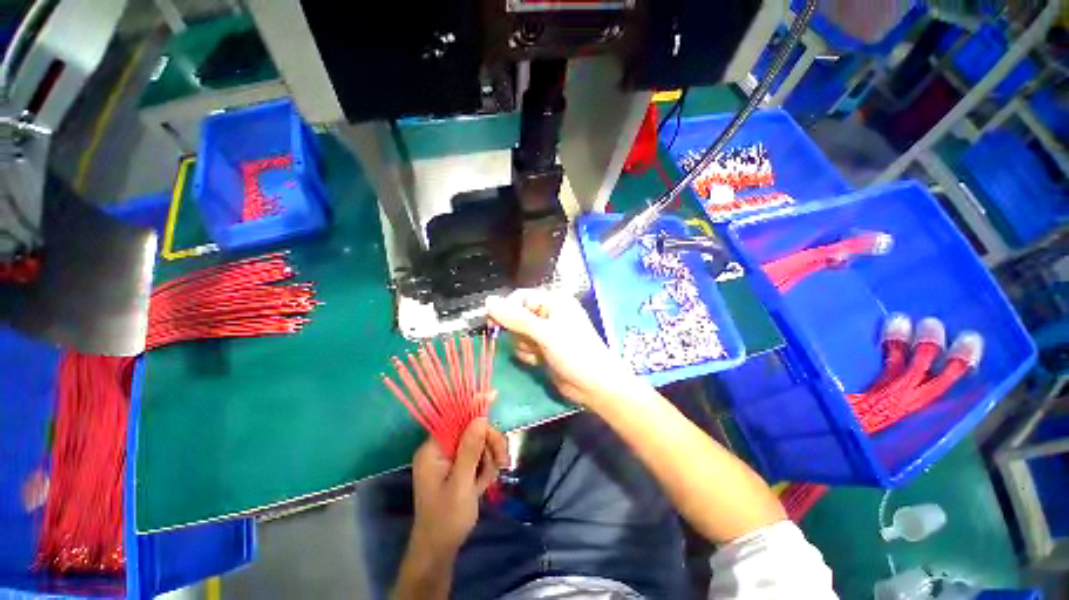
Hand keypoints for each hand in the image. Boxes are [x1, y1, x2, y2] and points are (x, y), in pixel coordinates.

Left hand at [409, 418, 508, 556]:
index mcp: (433, 450)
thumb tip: (479, 418)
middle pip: (472, 429)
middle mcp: (441, 449)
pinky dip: (487, 466)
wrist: (440, 550)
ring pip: (479, 442)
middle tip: (501, 460)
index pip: (455, 418)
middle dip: (489, 442)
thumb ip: (470, 450)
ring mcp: (451, 458)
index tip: (494, 395)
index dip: (474, 405)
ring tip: (491, 478)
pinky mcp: (460, 467)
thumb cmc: (446, 519)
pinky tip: (485, 483)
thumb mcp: (461, 484)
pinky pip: (479, 455)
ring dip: (490, 457)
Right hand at [486, 290, 639, 407]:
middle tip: (530, 342)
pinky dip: (528, 355)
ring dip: (524, 346)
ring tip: (539, 354)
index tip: (494, 325)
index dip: (506, 310)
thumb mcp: (544, 333)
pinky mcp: (544, 348)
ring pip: (518, 334)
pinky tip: (540, 361)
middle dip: (518, 333)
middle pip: (517, 316)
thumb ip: (516, 318)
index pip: (520, 298)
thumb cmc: (574, 353)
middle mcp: (549, 314)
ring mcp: (546, 332)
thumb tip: (488, 301)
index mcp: (554, 302)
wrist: (594, 386)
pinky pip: (524, 347)